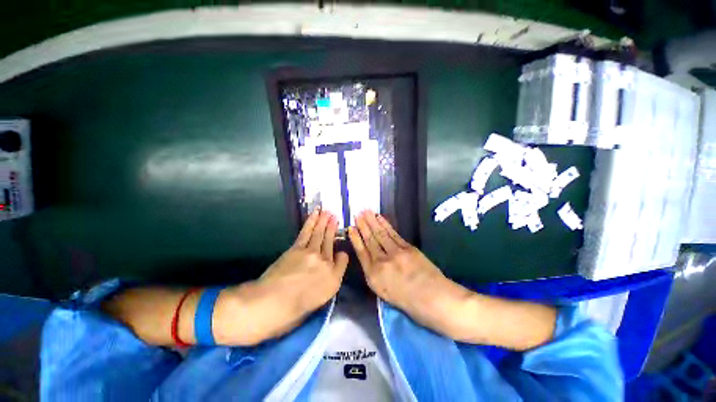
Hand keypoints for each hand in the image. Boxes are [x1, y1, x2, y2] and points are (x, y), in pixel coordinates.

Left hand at [214, 210, 347, 343]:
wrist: (271, 303)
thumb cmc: (296, 309)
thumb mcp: (320, 301)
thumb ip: (331, 282)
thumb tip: (333, 266)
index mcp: (334, 279)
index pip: (343, 260)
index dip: (342, 253)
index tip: (340, 249)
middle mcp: (326, 262)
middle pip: (331, 242)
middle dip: (333, 228)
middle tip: (335, 216)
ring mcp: (312, 253)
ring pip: (320, 234)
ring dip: (324, 221)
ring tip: (327, 211)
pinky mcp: (298, 248)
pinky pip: (308, 232)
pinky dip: (312, 222)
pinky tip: (315, 215)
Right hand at [348, 211, 472, 337]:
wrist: (434, 300)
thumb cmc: (408, 302)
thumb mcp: (384, 293)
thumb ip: (375, 274)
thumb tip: (370, 257)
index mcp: (374, 276)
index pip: (361, 253)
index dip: (356, 239)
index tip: (350, 228)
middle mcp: (382, 262)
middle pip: (370, 240)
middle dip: (363, 226)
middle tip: (357, 213)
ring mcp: (395, 253)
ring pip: (380, 234)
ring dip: (372, 221)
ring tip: (365, 211)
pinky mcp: (407, 248)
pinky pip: (393, 234)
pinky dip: (385, 225)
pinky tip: (380, 218)